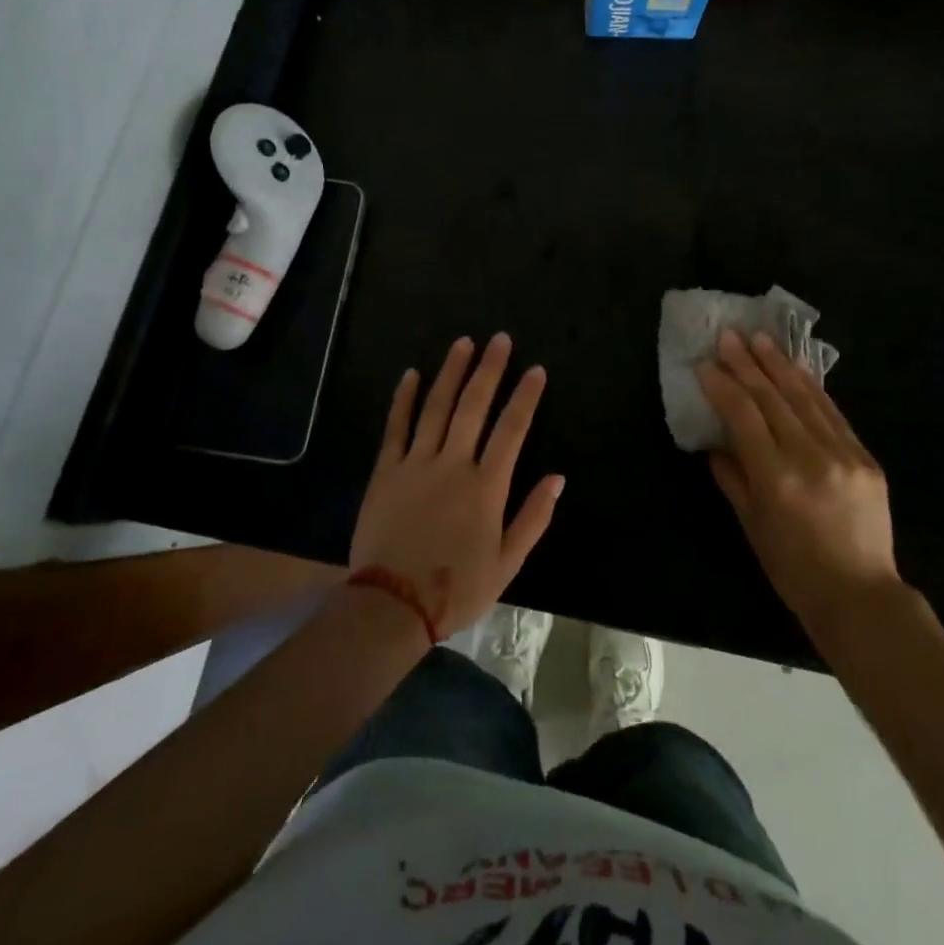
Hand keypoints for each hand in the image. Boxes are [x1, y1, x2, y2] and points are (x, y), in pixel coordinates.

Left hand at [349, 334, 562, 638]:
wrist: (391, 606)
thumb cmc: (455, 588)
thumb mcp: (506, 563)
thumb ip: (533, 517)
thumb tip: (558, 477)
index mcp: (486, 487)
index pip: (512, 430)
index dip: (525, 397)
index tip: (536, 370)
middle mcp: (453, 464)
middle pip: (474, 406)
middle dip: (489, 369)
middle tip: (499, 339)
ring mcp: (416, 463)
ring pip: (436, 407)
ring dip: (451, 372)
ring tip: (463, 343)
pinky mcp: (385, 471)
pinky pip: (395, 427)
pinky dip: (404, 399)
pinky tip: (411, 374)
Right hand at [696, 329, 899, 632]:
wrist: (861, 596)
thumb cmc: (793, 569)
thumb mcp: (752, 526)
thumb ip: (732, 478)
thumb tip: (717, 443)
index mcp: (776, 478)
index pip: (744, 416)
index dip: (722, 386)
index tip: (705, 364)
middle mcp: (810, 457)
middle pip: (773, 398)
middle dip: (747, 363)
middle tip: (728, 335)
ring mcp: (843, 454)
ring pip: (806, 398)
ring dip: (780, 364)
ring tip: (760, 338)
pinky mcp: (866, 457)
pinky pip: (833, 413)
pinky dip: (812, 387)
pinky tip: (797, 369)